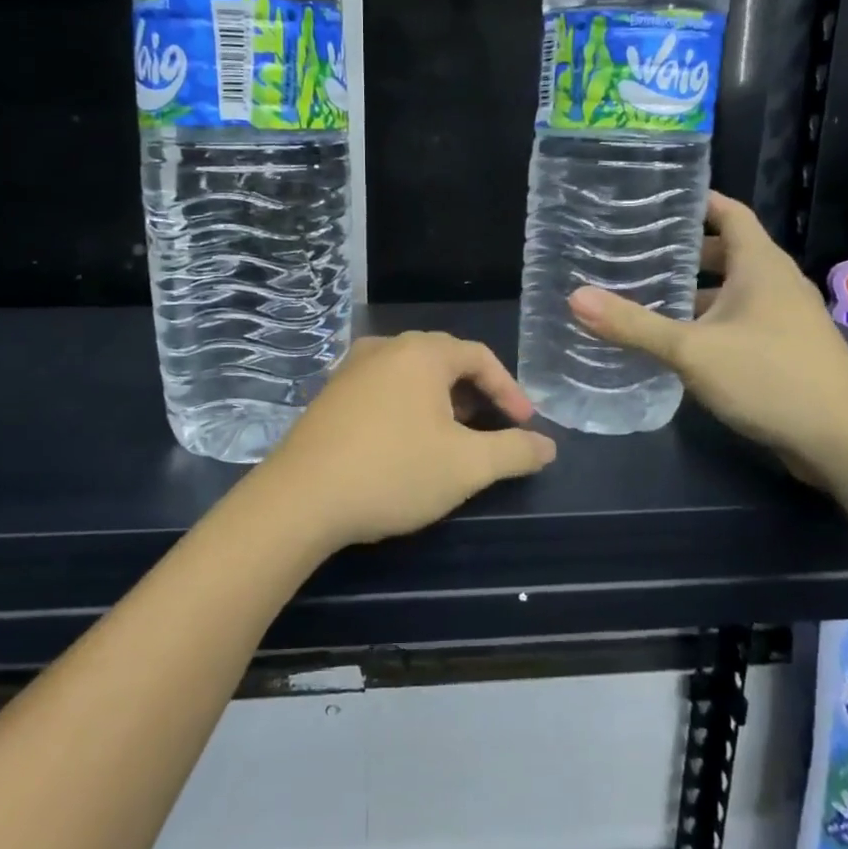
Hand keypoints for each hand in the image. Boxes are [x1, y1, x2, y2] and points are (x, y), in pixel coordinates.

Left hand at [250, 331, 557, 553]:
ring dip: (441, 403)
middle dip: (475, 395)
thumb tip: (548, 446)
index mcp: (421, 353)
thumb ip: (514, 451)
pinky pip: (383, 390)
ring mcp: (350, 370)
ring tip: (453, 439)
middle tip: (492, 431)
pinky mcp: (329, 396)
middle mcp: (384, 349)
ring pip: (411, 376)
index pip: (479, 357)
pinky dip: (408, 409)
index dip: (509, 390)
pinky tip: (407, 444)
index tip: (525, 426)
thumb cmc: (392, 472)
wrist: (300, 499)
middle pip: (444, 361)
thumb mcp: (466, 466)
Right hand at [569, 192, 847, 478]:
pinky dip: (708, 324)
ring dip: (693, 294)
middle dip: (683, 253)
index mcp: (760, 265)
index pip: (729, 213)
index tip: (657, 199)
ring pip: (731, 292)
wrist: (844, 439)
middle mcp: (775, 283)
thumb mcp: (692, 350)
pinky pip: (738, 323)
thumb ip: (634, 326)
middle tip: (635, 254)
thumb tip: (575, 298)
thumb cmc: (770, 377)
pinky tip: (677, 344)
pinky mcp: (784, 350)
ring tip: (645, 298)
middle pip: (726, 253)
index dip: (698, 202)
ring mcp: (784, 318)